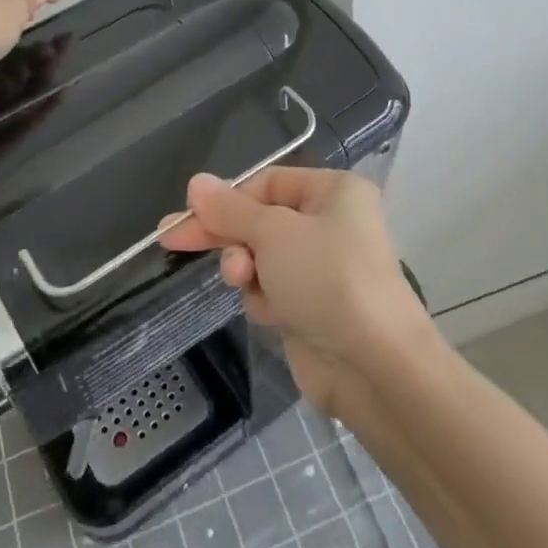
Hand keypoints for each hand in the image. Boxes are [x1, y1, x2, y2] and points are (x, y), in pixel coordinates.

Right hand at [159, 168, 433, 416]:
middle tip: (174, 241)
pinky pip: (272, 290)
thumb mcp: (272, 232)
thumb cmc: (326, 278)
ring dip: (247, 269)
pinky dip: (264, 298)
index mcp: (334, 192)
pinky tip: (273, 313)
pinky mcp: (313, 307)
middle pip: (261, 219)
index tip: (187, 214)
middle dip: (227, 234)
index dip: (227, 198)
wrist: (374, 365)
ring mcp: (323, 268)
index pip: (267, 182)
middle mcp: (331, 223)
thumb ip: (230, 209)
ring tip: (245, 281)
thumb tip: (196, 182)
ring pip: (261, 257)